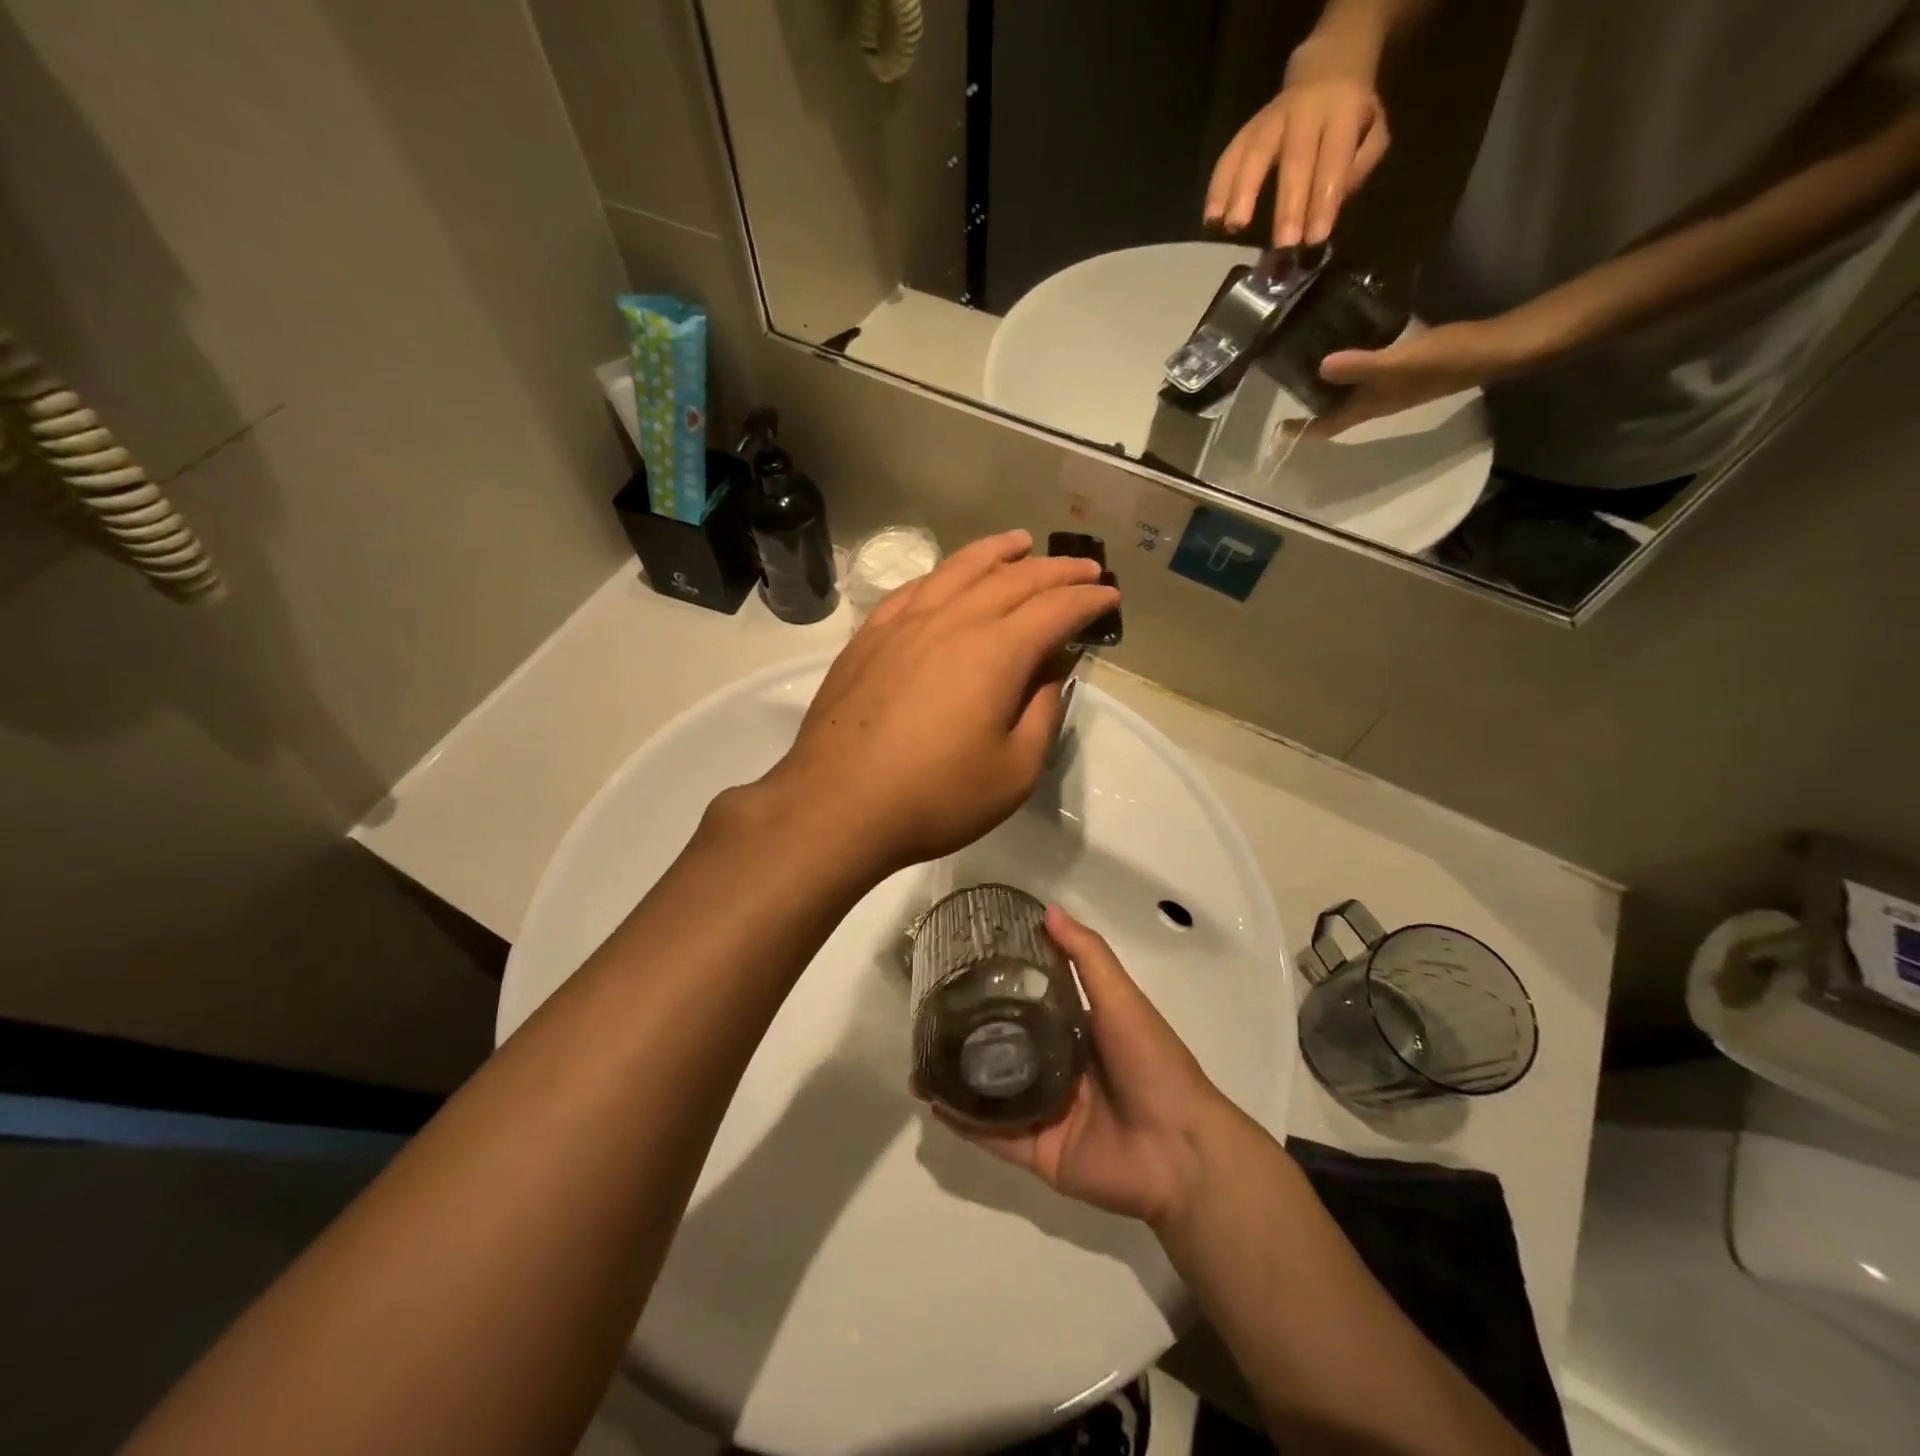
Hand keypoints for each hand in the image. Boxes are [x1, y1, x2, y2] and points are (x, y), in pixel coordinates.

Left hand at [770, 531, 1117, 876]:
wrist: (837, 805)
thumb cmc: (935, 797)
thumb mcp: (1013, 771)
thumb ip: (1041, 713)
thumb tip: (1049, 670)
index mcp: (996, 651)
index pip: (1055, 610)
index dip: (1088, 601)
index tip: (1110, 597)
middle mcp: (952, 621)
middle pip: (1013, 580)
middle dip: (1056, 571)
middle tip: (1084, 569)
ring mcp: (904, 623)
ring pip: (959, 570)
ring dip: (998, 552)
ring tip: (1022, 543)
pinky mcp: (869, 637)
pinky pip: (915, 589)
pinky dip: (944, 574)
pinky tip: (950, 578)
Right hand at [938, 906, 1232, 1229]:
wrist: (1180, 1149)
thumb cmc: (1152, 1062)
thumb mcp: (1120, 998)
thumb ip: (1086, 956)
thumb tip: (1048, 909)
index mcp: (1076, 1032)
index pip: (1027, 1004)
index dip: (995, 988)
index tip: (957, 971)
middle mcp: (1056, 1069)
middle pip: (1003, 1048)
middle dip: (966, 1037)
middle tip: (927, 1020)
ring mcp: (1045, 1112)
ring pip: (990, 1093)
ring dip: (956, 1080)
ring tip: (917, 1065)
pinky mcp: (1039, 1152)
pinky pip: (994, 1136)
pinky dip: (964, 1123)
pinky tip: (934, 1104)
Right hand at [1204, 47, 1389, 245]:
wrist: (1326, 70)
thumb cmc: (1349, 118)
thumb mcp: (1373, 133)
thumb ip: (1358, 167)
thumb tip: (1331, 204)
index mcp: (1342, 110)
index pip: (1334, 158)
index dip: (1325, 198)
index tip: (1316, 238)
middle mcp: (1304, 111)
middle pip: (1295, 157)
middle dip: (1289, 203)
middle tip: (1283, 243)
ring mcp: (1271, 118)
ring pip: (1255, 152)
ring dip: (1242, 191)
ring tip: (1234, 226)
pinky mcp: (1246, 130)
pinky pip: (1229, 156)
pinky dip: (1218, 187)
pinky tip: (1211, 218)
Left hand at [1306, 318, 1527, 438]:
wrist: (1493, 348)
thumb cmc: (1444, 360)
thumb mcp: (1397, 363)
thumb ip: (1360, 366)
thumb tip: (1321, 368)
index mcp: (1369, 408)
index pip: (1326, 427)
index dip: (1302, 430)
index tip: (1277, 429)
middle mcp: (1375, 402)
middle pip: (1334, 411)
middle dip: (1310, 404)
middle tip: (1284, 384)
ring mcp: (1391, 386)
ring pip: (1350, 391)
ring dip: (1329, 383)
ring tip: (1305, 362)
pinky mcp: (1405, 368)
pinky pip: (1368, 371)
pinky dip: (1352, 364)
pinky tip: (1346, 342)